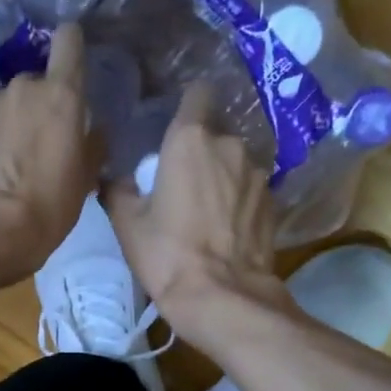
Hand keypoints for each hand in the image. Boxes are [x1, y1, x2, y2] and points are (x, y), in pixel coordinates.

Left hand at [0, 23, 98, 282]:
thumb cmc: (50, 203)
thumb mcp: (85, 178)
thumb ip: (93, 145)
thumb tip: (95, 131)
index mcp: (61, 94)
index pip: (69, 41)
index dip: (72, 47)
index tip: (74, 62)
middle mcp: (23, 87)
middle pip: (36, 81)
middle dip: (40, 104)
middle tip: (44, 140)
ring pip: (7, 104)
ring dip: (12, 123)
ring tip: (14, 161)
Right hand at [105, 84, 287, 332]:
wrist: (221, 296)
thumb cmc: (166, 254)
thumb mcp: (127, 223)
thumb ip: (119, 190)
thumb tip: (116, 179)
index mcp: (191, 139)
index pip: (198, 93)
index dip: (188, 104)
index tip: (177, 124)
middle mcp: (230, 145)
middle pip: (216, 134)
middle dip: (202, 151)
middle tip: (184, 182)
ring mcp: (258, 174)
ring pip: (236, 163)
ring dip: (224, 177)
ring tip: (209, 211)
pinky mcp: (274, 203)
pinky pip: (251, 191)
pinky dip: (240, 202)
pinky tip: (228, 229)